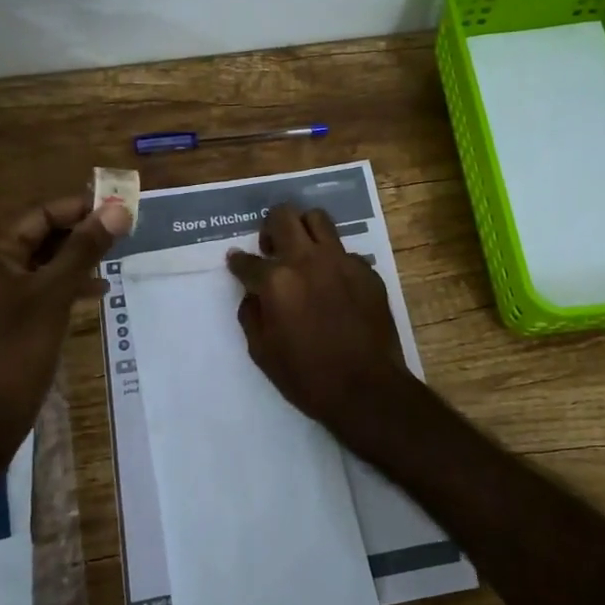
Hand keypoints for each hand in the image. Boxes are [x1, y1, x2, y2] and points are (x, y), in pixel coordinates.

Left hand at [0, 193, 128, 474]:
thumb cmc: (16, 349)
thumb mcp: (55, 293)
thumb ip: (86, 249)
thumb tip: (119, 210)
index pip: (40, 212)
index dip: (81, 206)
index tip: (121, 207)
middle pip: (40, 232)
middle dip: (81, 231)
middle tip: (124, 230)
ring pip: (43, 259)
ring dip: (78, 256)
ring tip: (116, 256)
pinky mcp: (7, 313)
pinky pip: (40, 284)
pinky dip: (67, 282)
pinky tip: (98, 290)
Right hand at [226, 203, 412, 428]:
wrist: (367, 388)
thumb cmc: (307, 377)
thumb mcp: (262, 352)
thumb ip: (251, 314)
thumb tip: (252, 294)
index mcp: (276, 281)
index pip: (246, 260)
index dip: (237, 262)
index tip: (237, 262)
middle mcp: (307, 260)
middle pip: (282, 216)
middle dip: (270, 227)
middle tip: (271, 247)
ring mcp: (341, 261)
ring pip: (318, 218)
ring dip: (303, 229)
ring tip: (302, 250)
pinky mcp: (367, 270)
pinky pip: (344, 251)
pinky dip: (332, 260)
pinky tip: (333, 283)